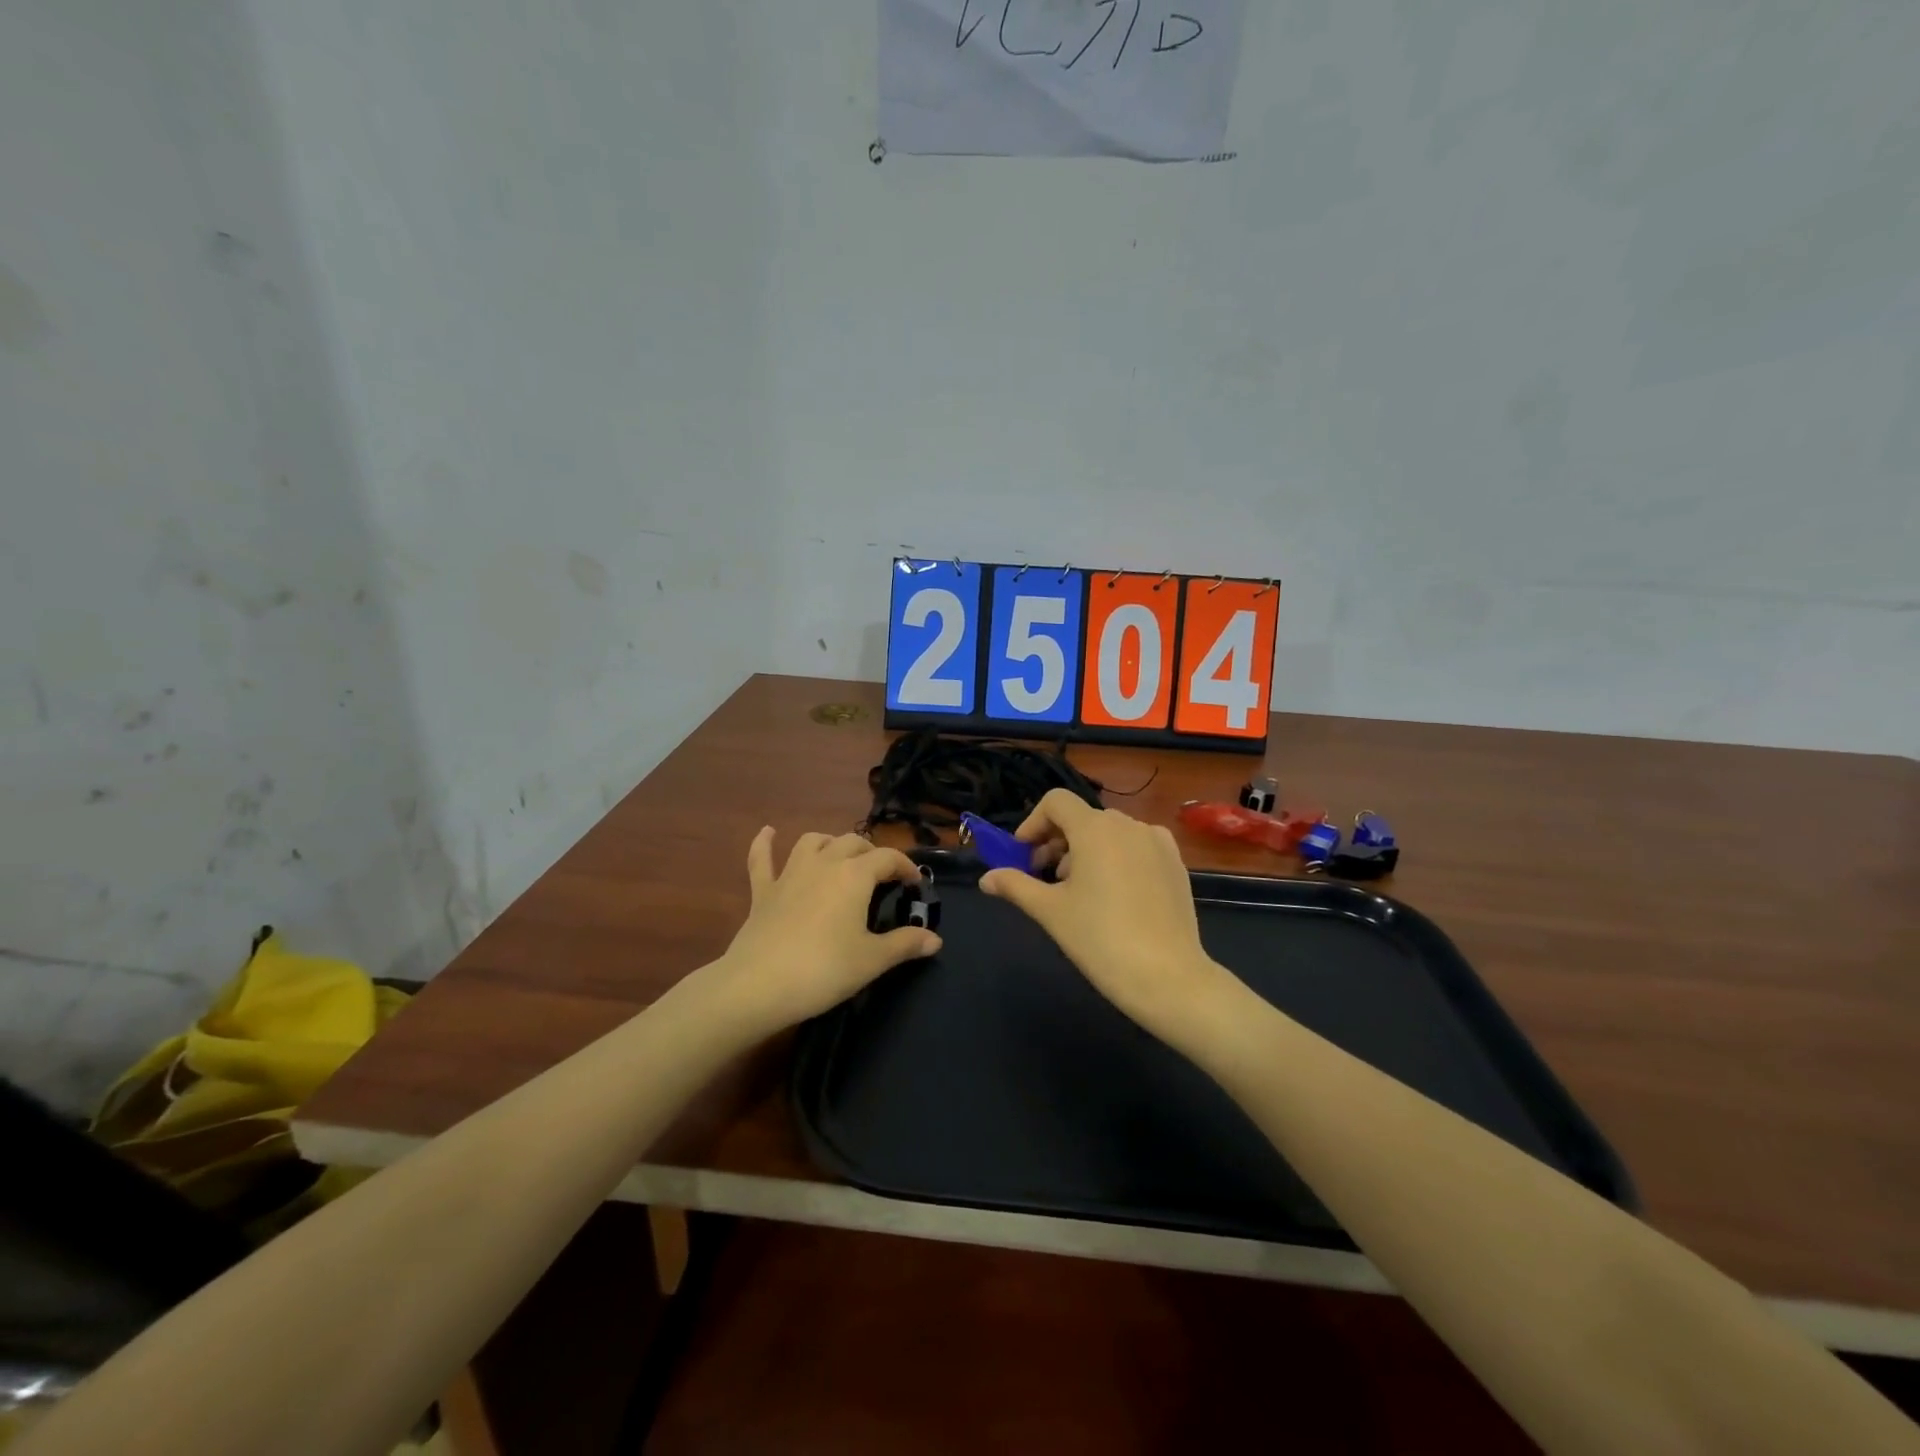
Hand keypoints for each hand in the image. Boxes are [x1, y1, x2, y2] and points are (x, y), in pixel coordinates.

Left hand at [715, 828, 940, 1032]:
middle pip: (853, 842)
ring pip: (813, 841)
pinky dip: (765, 843)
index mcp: (854, 875)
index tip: (916, 885)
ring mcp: (789, 873)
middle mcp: (824, 863)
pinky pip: (761, 858)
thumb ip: (905, 944)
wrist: (758, 985)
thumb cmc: (824, 970)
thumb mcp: (872, 960)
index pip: (888, 857)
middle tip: (883, 877)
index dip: (906, 866)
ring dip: (831, 843)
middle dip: (872, 853)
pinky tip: (768, 832)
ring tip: (841, 856)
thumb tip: (935, 939)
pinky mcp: (763, 891)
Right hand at [981, 789, 1231, 1040]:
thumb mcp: (1050, 911)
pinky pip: (1136, 848)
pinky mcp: (1176, 864)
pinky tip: (1113, 897)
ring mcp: (1157, 843)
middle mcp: (1129, 824)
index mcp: (1096, 828)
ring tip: (1077, 892)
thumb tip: (986, 878)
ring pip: (1110, 833)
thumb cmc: (1100, 939)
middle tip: (1044, 878)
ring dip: (1085, 852)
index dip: (1033, 823)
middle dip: (1057, 842)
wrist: (1168, 978)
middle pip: (1082, 818)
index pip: (1056, 802)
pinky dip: (1116, 859)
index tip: (1022, 856)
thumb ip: (1015, 886)